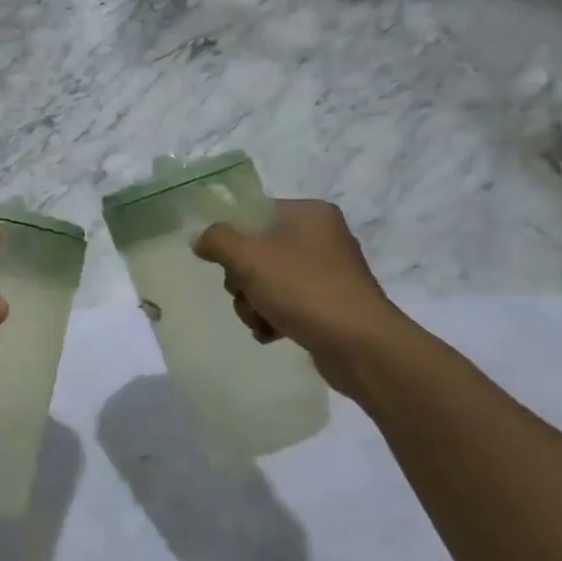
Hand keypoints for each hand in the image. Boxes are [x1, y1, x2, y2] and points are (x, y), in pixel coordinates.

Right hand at [193, 200, 409, 399]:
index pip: (256, 214)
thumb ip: (218, 240)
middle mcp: (323, 237)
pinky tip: (272, 333)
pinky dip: (274, 318)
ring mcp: (329, 273)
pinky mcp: (332, 305)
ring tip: (261, 320)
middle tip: (246, 294)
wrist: (361, 346)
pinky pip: (288, 303)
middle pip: (259, 250)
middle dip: (243, 279)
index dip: (233, 237)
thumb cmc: (304, 289)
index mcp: (309, 214)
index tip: (225, 262)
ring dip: (254, 302)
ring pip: (269, 280)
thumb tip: (200, 238)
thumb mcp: (249, 257)